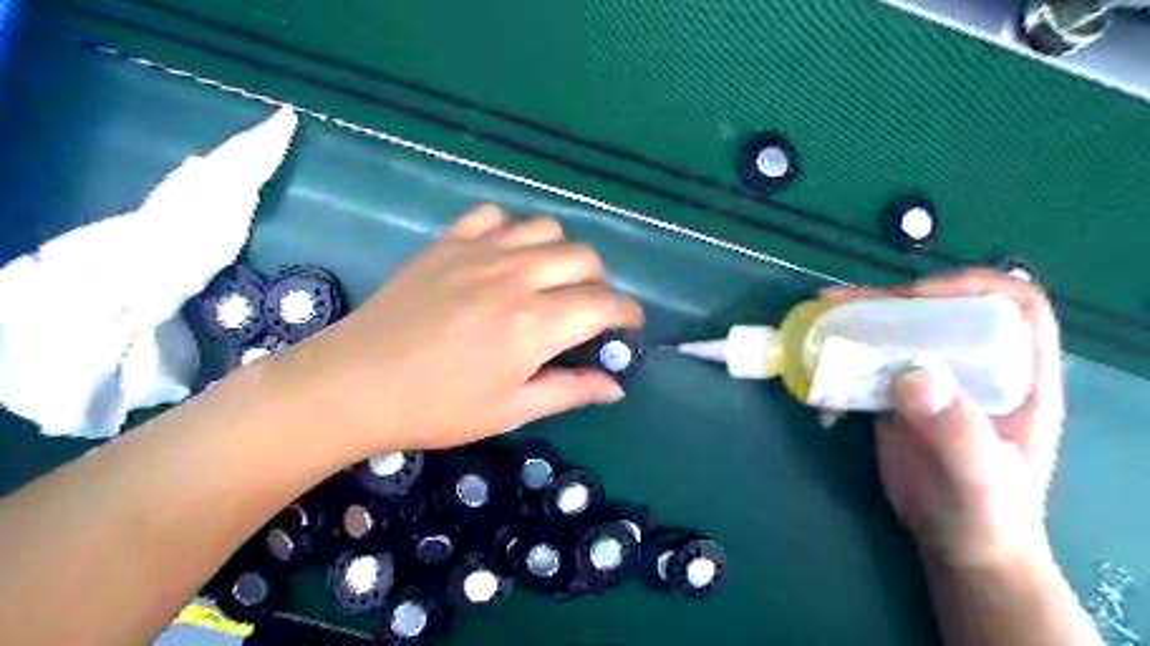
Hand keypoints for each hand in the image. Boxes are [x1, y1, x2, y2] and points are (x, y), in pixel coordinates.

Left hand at [273, 206, 642, 454]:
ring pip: (545, 229)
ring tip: (549, 281)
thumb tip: (616, 386)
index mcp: (535, 324)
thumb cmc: (437, 408)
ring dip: (561, 253)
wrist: (354, 385)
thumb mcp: (511, 410)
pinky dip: (511, 231)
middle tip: (587, 311)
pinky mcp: (448, 242)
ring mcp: (479, 252)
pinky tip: (503, 257)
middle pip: (583, 258)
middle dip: (599, 283)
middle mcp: (515, 277)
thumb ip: (570, 391)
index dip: (627, 314)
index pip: (604, 304)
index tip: (629, 327)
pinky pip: (494, 216)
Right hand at [823, 270, 1064, 567]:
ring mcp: (931, 381)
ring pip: (896, 334)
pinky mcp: (895, 396)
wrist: (957, 544)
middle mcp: (975, 368)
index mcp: (1019, 377)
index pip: (1013, 307)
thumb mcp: (979, 477)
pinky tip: (818, 381)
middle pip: (938, 312)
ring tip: (818, 322)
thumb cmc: (986, 514)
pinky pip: (866, 365)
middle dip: (890, 301)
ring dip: (855, 325)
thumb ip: (955, 429)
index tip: (920, 297)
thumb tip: (910, 374)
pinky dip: (839, 364)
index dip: (972, 288)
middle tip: (841, 304)